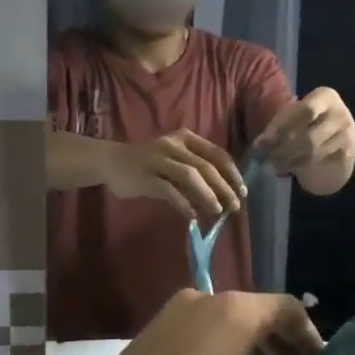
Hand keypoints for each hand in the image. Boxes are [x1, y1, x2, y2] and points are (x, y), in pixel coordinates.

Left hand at [75, 289, 323, 354]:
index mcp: (236, 313)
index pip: (287, 309)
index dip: (310, 337)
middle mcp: (206, 298)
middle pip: (258, 311)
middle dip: (282, 344)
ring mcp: (176, 311)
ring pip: (229, 320)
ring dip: (253, 347)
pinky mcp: (154, 328)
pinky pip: (204, 328)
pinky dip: (225, 347)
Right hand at [100, 130, 246, 223]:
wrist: (112, 161)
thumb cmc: (150, 163)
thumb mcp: (175, 162)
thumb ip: (196, 174)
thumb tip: (223, 196)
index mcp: (186, 138)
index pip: (217, 154)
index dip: (232, 173)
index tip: (243, 191)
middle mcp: (173, 145)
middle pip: (206, 166)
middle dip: (224, 187)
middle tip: (235, 206)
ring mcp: (158, 159)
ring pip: (190, 175)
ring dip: (207, 194)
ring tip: (218, 210)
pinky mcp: (145, 176)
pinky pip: (168, 190)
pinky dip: (183, 203)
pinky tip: (193, 216)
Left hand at [255, 87, 354, 177]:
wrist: (338, 141)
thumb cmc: (309, 124)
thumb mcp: (294, 117)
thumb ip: (279, 125)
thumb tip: (260, 144)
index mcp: (325, 96)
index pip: (304, 110)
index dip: (282, 127)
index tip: (261, 142)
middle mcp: (340, 113)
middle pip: (308, 135)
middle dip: (283, 149)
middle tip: (263, 159)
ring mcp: (347, 134)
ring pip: (312, 152)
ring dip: (287, 161)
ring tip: (270, 166)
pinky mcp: (348, 153)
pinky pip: (319, 162)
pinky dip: (298, 166)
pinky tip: (285, 169)